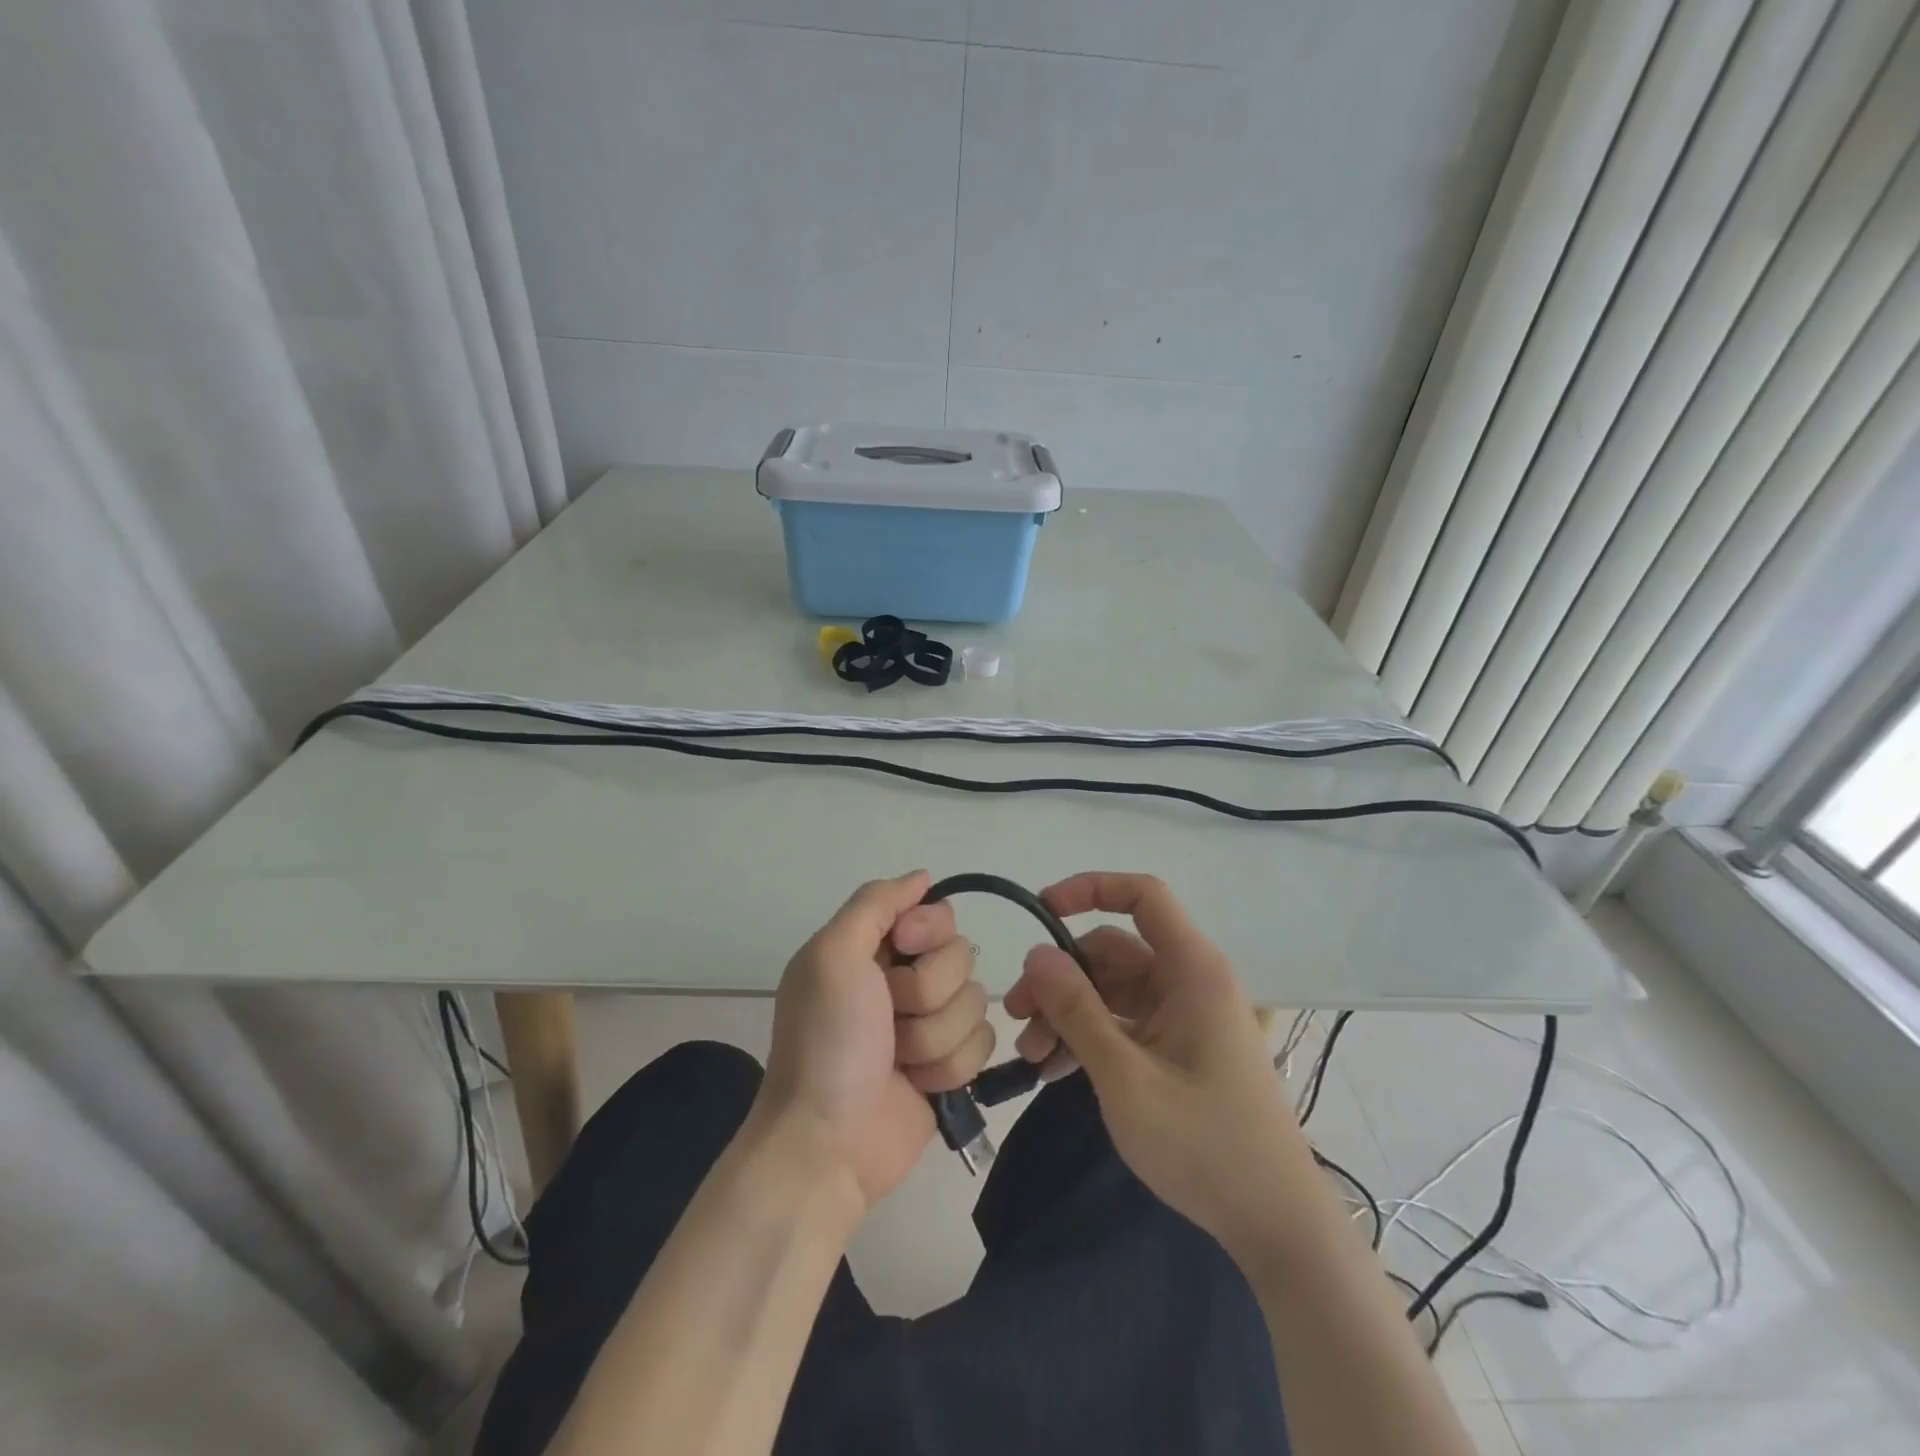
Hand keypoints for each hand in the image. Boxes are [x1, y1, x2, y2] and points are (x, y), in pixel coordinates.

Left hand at [754, 870, 995, 1210]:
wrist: (827, 1145)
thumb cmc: (826, 1043)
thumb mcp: (832, 956)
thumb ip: (875, 903)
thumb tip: (924, 876)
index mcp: (874, 947)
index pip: (937, 913)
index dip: (928, 932)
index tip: (902, 953)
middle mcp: (904, 978)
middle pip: (962, 957)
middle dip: (927, 993)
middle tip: (888, 1018)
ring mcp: (930, 1024)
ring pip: (976, 1003)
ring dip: (934, 1037)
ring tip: (897, 1061)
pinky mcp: (950, 1066)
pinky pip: (983, 1045)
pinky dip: (948, 1067)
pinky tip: (917, 1086)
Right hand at [1006, 872, 1315, 1259]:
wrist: (1275, 1225)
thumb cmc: (1204, 1145)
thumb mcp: (1126, 1078)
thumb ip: (1077, 1011)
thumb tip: (1036, 954)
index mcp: (1192, 970)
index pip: (1143, 896)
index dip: (1091, 889)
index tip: (1041, 910)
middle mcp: (1189, 982)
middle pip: (1112, 952)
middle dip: (1060, 977)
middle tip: (1017, 1015)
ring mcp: (1183, 1018)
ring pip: (1111, 990)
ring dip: (1067, 1013)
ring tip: (1030, 1055)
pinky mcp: (1178, 1049)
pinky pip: (1123, 1023)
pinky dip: (1088, 1037)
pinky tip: (1053, 1070)